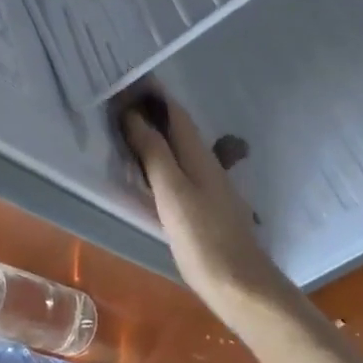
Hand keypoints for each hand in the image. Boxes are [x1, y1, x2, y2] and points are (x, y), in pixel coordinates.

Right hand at [122, 94, 300, 320]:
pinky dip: (162, 159)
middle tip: (123, 99)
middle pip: (178, 129)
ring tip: (130, 127)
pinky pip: (180, 170)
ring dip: (157, 134)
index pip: (175, 114)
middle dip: (154, 111)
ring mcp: (209, 187)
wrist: (239, 283)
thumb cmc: (202, 238)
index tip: (130, 79)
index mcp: (198, 156)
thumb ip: (154, 154)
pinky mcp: (205, 207)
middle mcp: (206, 164)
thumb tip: (134, 116)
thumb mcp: (172, 193)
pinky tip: (151, 170)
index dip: (154, 95)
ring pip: (180, 149)